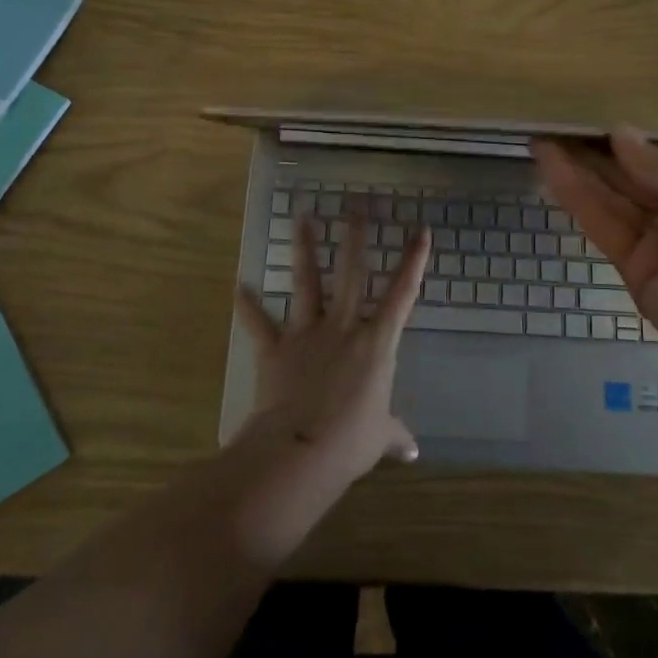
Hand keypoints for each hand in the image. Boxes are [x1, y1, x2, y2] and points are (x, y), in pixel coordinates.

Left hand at [233, 209, 431, 491]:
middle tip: (355, 205)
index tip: (420, 231)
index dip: (414, 261)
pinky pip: (259, 323)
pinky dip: (247, 305)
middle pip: (351, 273)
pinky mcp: (275, 348)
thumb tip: (412, 452)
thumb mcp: (379, 437)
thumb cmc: (351, 441)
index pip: (402, 294)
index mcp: (376, 343)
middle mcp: (343, 327)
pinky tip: (236, 286)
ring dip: (303, 249)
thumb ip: (394, 435)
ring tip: (301, 217)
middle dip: (355, 237)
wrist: (300, 449)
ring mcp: (307, 333)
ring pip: (306, 282)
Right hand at [532, 128, 657, 389]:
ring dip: (577, 172)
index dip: (628, 143)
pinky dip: (577, 199)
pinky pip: (604, 226)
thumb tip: (620, 134)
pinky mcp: (634, 269)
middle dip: (596, 154)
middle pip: (634, 178)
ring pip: (612, 200)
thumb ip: (655, 162)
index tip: (590, 124)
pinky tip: (551, 171)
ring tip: (540, 142)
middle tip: (553, 127)